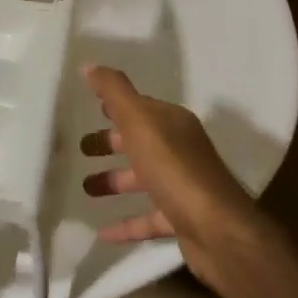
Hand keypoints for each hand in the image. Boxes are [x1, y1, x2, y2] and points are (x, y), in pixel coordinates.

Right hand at [78, 65, 262, 283]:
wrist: (216, 229)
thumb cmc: (174, 168)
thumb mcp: (140, 122)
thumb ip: (114, 92)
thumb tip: (90, 64)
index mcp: (173, 123)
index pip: (141, 108)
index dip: (116, 107)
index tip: (91, 109)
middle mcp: (180, 150)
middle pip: (140, 142)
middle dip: (111, 143)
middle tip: (81, 149)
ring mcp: (182, 186)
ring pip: (142, 179)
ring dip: (115, 181)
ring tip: (85, 188)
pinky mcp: (181, 220)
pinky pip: (147, 218)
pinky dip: (126, 223)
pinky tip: (101, 232)